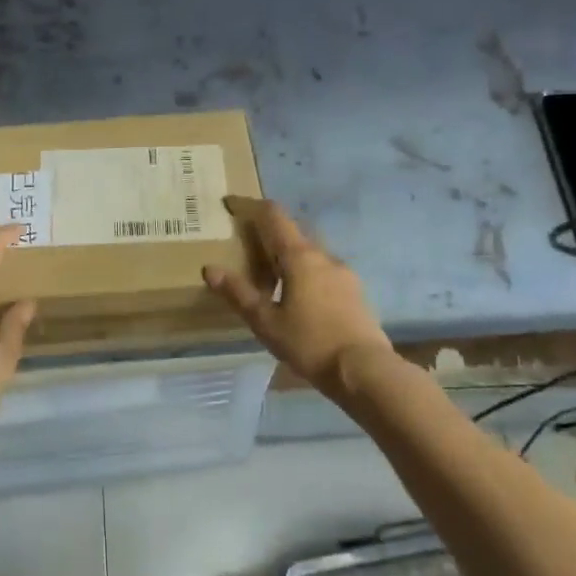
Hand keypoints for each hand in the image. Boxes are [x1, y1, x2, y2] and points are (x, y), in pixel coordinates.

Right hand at [204, 197, 392, 399]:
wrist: (364, 371)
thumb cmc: (310, 343)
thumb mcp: (266, 322)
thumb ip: (238, 293)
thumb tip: (210, 269)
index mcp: (299, 257)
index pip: (273, 216)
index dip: (250, 206)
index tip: (231, 204)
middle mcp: (323, 256)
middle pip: (292, 231)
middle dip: (268, 233)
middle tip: (246, 247)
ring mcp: (343, 272)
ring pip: (309, 252)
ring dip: (288, 254)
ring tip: (270, 276)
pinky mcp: (354, 291)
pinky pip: (322, 269)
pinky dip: (304, 271)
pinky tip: (297, 296)